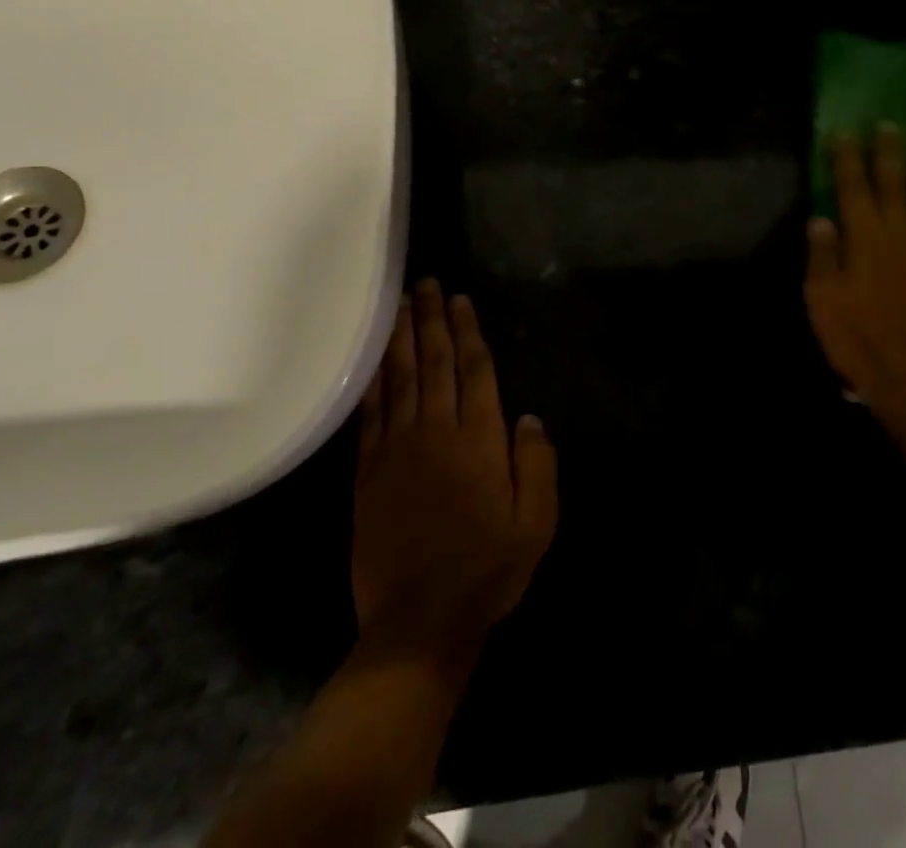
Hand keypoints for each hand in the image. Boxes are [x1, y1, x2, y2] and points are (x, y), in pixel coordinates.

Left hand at [353, 281, 557, 671]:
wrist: (419, 623)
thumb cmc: (488, 570)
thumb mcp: (536, 521)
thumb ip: (537, 463)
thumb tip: (529, 416)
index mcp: (479, 440)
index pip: (473, 371)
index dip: (466, 332)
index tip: (459, 299)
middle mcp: (436, 433)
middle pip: (433, 363)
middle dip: (431, 320)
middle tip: (426, 283)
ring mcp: (396, 451)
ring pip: (400, 380)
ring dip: (401, 339)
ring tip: (401, 305)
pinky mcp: (367, 474)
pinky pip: (370, 415)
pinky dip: (372, 382)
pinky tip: (373, 361)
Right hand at [805, 125, 905, 412]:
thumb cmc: (859, 338)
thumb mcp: (822, 299)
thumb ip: (823, 255)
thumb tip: (821, 217)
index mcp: (865, 235)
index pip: (853, 184)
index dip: (847, 156)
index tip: (843, 132)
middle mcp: (901, 230)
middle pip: (895, 180)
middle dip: (890, 150)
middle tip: (890, 124)